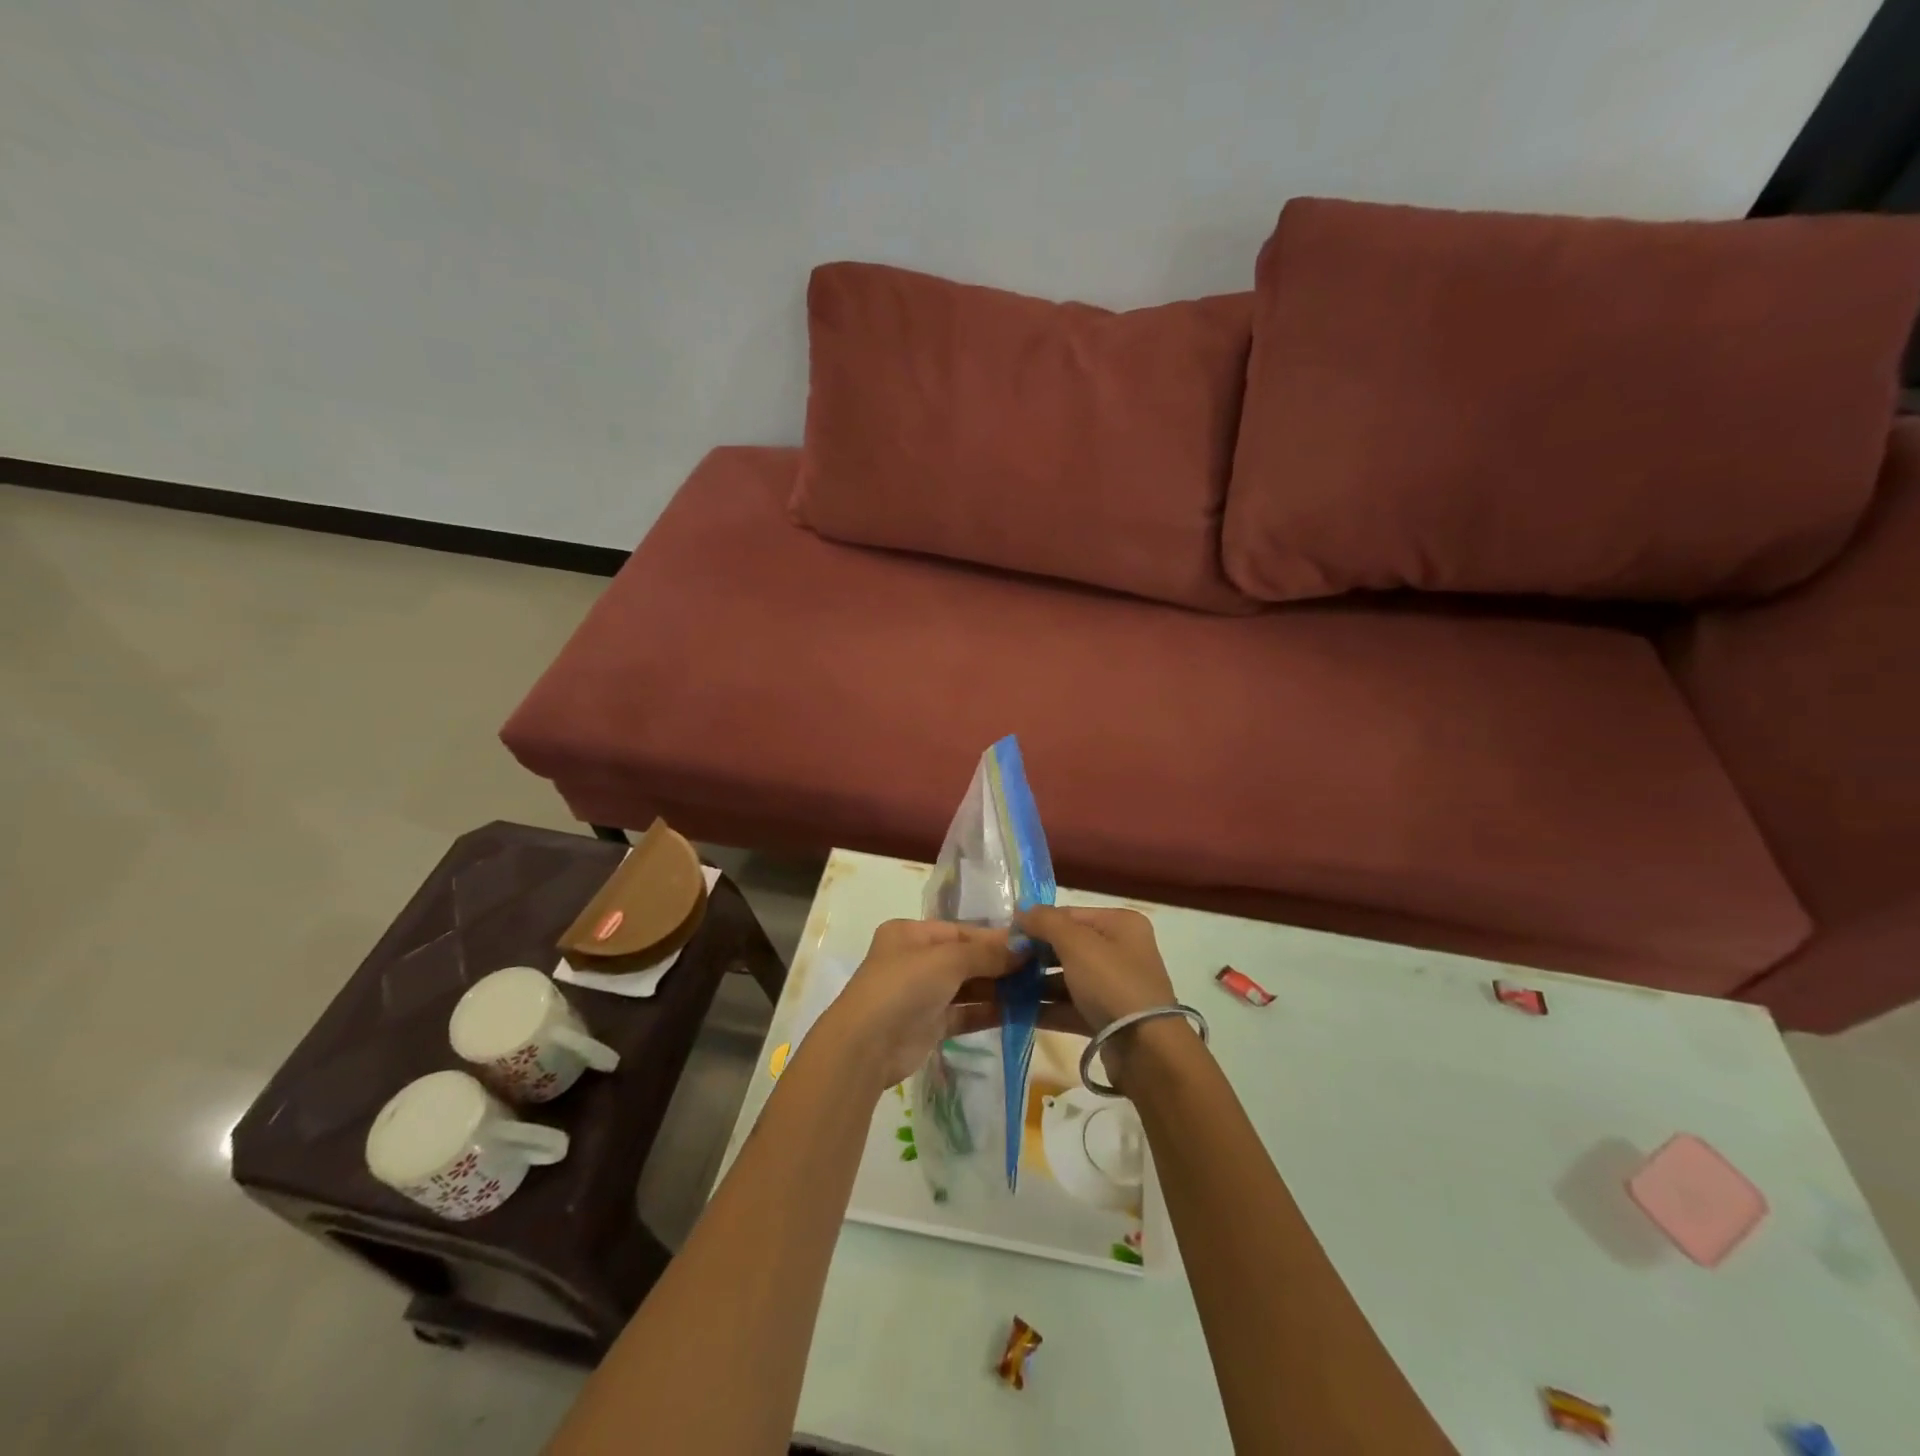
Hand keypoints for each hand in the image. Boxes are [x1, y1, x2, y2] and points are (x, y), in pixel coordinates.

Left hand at [813, 920, 1017, 1091]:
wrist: (866, 1046)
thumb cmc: (904, 986)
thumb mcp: (948, 960)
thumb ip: (987, 954)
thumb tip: (1024, 950)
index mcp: (911, 934)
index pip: (961, 930)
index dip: (995, 937)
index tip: (1031, 945)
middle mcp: (915, 960)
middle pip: (966, 958)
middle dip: (1000, 964)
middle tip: (1040, 969)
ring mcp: (922, 994)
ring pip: (967, 986)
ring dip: (998, 988)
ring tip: (1037, 989)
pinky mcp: (929, 1025)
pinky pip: (965, 1013)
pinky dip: (989, 1012)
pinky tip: (1020, 1012)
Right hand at [1016, 906, 1183, 1088]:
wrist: (1146, 1050)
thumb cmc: (1112, 983)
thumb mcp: (1076, 943)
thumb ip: (1045, 922)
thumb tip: (1021, 911)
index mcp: (1120, 924)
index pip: (1070, 914)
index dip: (1037, 922)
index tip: (1005, 934)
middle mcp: (1120, 950)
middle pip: (1067, 945)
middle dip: (1034, 954)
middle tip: (1002, 962)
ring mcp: (1114, 986)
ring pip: (1067, 977)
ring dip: (1036, 983)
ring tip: (1002, 987)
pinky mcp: (1106, 1017)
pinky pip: (1070, 1005)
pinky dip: (1046, 1007)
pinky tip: (1015, 1010)